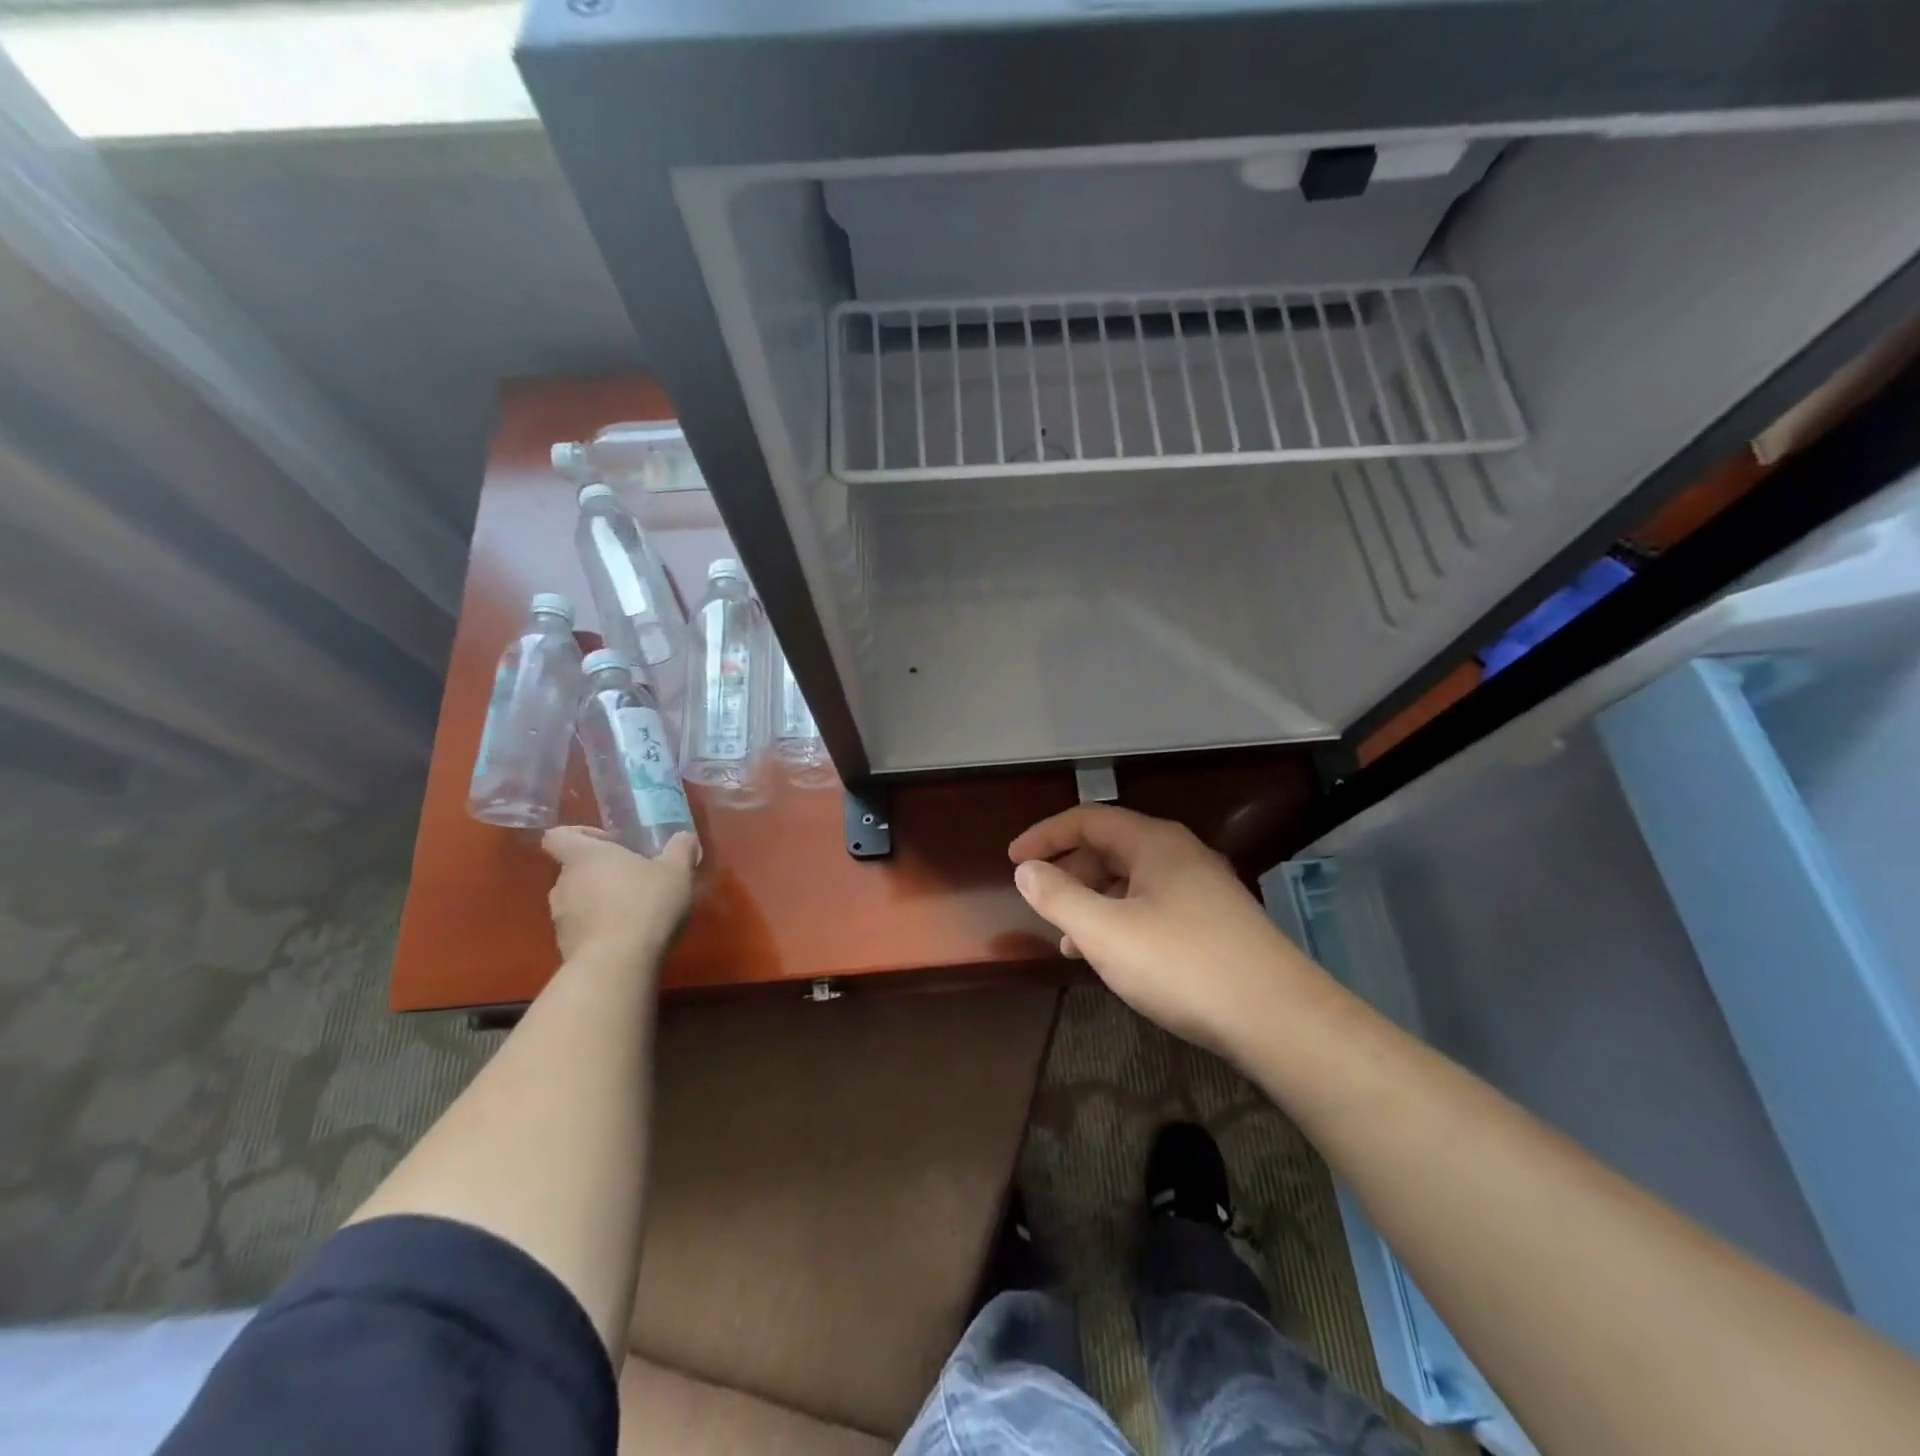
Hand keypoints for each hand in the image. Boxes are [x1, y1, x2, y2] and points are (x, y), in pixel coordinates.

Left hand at [542, 827, 698, 963]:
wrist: (618, 964)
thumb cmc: (646, 904)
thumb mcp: (676, 871)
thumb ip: (680, 849)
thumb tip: (685, 836)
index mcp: (585, 857)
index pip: (558, 836)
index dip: (580, 834)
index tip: (611, 841)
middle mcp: (564, 884)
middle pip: (573, 869)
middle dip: (601, 872)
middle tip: (635, 877)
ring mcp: (560, 919)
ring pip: (577, 901)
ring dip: (600, 901)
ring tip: (634, 910)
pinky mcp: (565, 948)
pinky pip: (581, 929)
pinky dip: (600, 929)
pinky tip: (629, 937)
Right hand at [1008, 805, 1327, 1057]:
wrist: (1279, 1018)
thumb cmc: (1183, 965)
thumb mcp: (1107, 933)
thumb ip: (1059, 898)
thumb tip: (1026, 870)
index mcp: (1154, 843)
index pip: (1088, 819)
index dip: (1045, 835)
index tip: (1013, 860)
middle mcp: (1180, 855)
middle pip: (1111, 846)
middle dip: (1069, 869)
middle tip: (1040, 899)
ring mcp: (1202, 888)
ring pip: (1132, 880)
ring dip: (1094, 899)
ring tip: (1067, 938)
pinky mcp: (1215, 922)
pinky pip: (1153, 905)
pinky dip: (1121, 920)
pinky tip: (1112, 956)